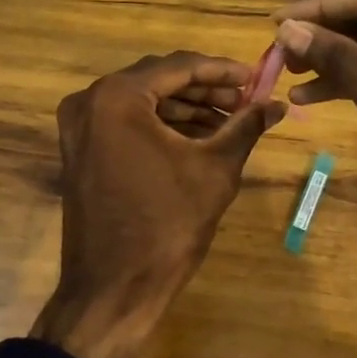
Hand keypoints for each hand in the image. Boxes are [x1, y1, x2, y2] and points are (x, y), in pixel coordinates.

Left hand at [31, 51, 284, 357]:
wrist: (113, 290)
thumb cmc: (166, 226)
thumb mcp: (214, 171)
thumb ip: (245, 128)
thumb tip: (278, 104)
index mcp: (118, 97)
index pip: (179, 66)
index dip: (223, 70)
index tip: (257, 77)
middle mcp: (89, 101)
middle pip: (158, 80)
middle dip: (205, 89)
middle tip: (246, 101)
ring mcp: (79, 128)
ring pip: (142, 102)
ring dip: (185, 108)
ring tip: (230, 121)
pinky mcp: (80, 151)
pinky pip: (125, 124)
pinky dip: (160, 127)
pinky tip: (198, 138)